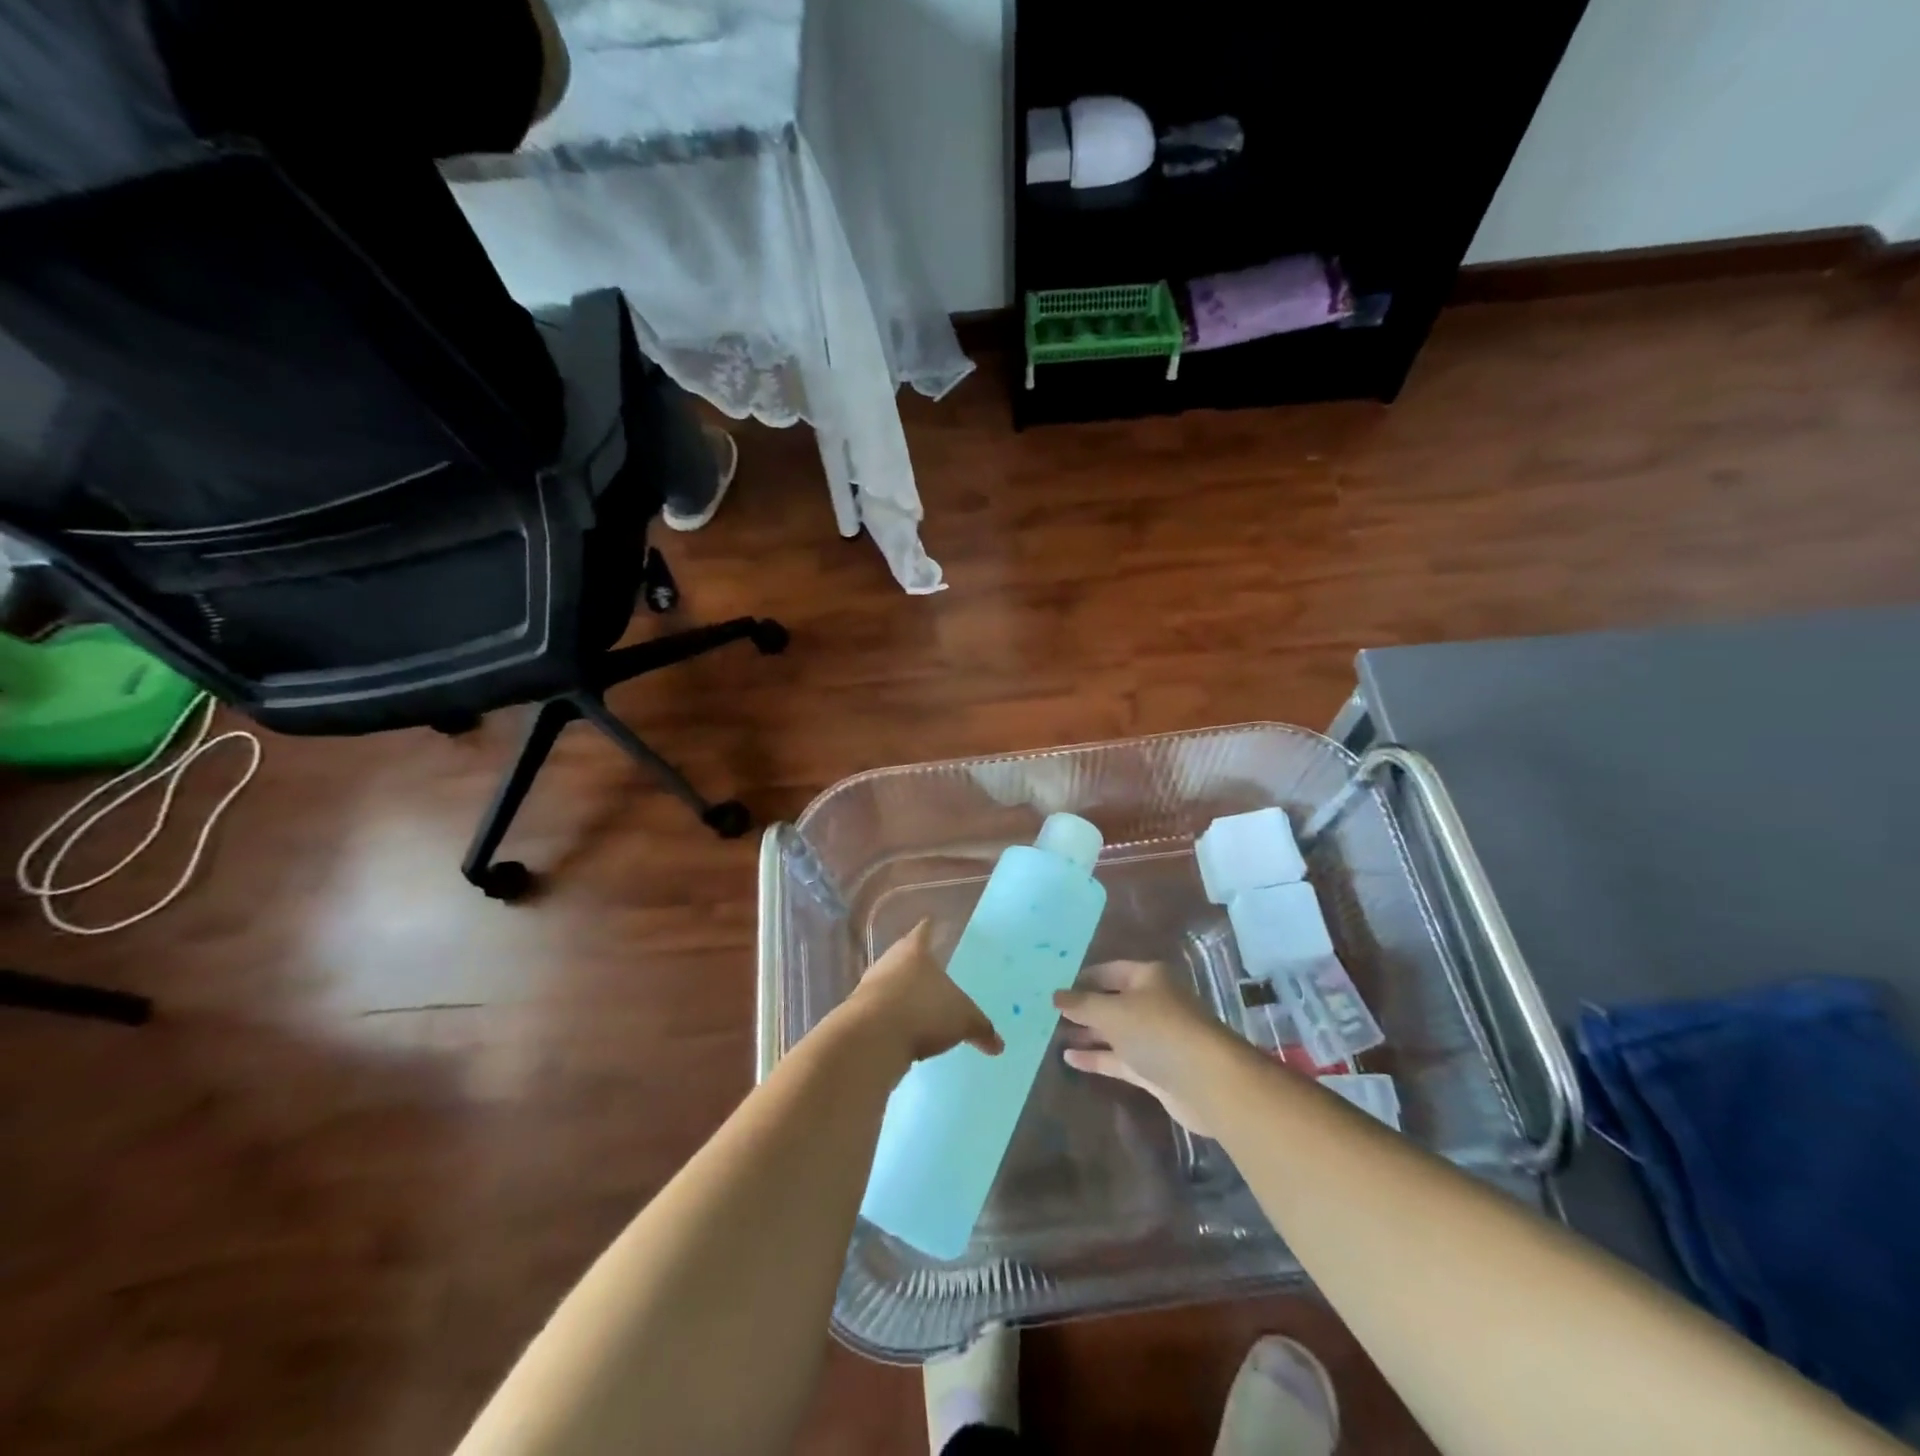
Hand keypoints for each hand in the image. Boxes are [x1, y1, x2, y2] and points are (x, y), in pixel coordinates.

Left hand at [845, 920, 1002, 1066]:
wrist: (871, 1039)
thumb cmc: (923, 1011)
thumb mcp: (963, 1019)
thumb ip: (981, 1028)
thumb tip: (998, 1045)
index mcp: (915, 950)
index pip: (924, 931)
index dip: (929, 928)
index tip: (930, 921)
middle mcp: (889, 961)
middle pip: (903, 956)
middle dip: (915, 963)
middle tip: (929, 969)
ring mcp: (869, 986)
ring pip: (889, 983)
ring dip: (901, 993)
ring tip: (918, 1005)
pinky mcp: (857, 1014)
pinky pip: (880, 1011)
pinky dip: (892, 1018)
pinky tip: (902, 1031)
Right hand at [1055, 961, 1240, 1137]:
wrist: (1206, 1081)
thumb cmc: (1157, 1031)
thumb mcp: (1112, 1012)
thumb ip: (1081, 1004)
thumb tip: (1056, 996)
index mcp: (1148, 978)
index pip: (1110, 971)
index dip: (1084, 978)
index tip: (1057, 989)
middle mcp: (1154, 1003)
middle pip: (1113, 1001)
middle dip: (1085, 1008)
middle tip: (1051, 1015)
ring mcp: (1156, 1037)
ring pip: (1116, 1032)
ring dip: (1089, 1034)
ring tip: (1054, 1037)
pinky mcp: (1155, 1069)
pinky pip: (1120, 1058)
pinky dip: (1098, 1057)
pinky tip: (1070, 1059)